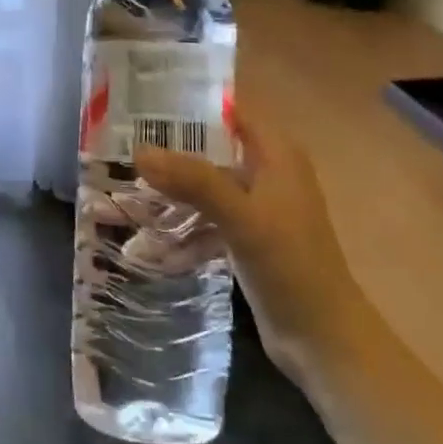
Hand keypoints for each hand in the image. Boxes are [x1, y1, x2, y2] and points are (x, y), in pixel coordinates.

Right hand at [133, 99, 357, 367]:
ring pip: (202, 188)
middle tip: (119, 152)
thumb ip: (193, 181)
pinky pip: (204, 222)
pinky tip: (146, 247)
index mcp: (275, 155)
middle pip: (209, 150)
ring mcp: (256, 208)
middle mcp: (266, 173)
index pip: (228, 111)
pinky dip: (180, 230)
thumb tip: (140, 151)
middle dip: (167, 154)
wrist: (323, 338)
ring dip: (168, 195)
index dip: (187, 105)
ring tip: (121, 198)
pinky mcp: (246, 240)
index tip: (139, 105)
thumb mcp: (241, 218)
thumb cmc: (290, 266)